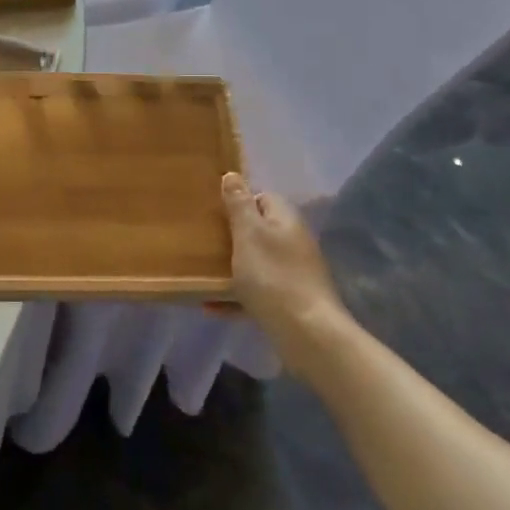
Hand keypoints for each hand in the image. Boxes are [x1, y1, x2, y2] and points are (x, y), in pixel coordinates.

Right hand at [222, 173, 350, 366]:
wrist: (307, 334)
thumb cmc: (273, 276)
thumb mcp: (249, 234)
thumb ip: (239, 204)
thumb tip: (233, 175)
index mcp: (285, 220)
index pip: (263, 197)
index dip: (239, 201)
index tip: (214, 212)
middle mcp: (293, 243)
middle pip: (259, 230)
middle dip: (232, 235)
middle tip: (203, 241)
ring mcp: (293, 274)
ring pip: (257, 262)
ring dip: (232, 266)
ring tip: (202, 271)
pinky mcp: (288, 302)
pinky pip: (256, 292)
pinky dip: (235, 296)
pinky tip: (211, 305)